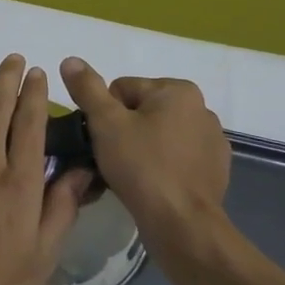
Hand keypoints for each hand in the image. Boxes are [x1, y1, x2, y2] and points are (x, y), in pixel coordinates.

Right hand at [59, 57, 230, 239]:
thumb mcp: (105, 123)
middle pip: (141, 111)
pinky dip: (161, 167)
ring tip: (128, 176)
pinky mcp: (214, 170)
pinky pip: (175, 159)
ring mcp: (212, 142)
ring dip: (141, 149)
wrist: (182, 224)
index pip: (122, 90)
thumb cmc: (142, 166)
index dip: (104, 114)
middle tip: (110, 159)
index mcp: (179, 91)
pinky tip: (150, 186)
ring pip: (158, 136)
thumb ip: (87, 88)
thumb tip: (70, 59)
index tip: (102, 141)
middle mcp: (202, 109)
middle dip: (123, 131)